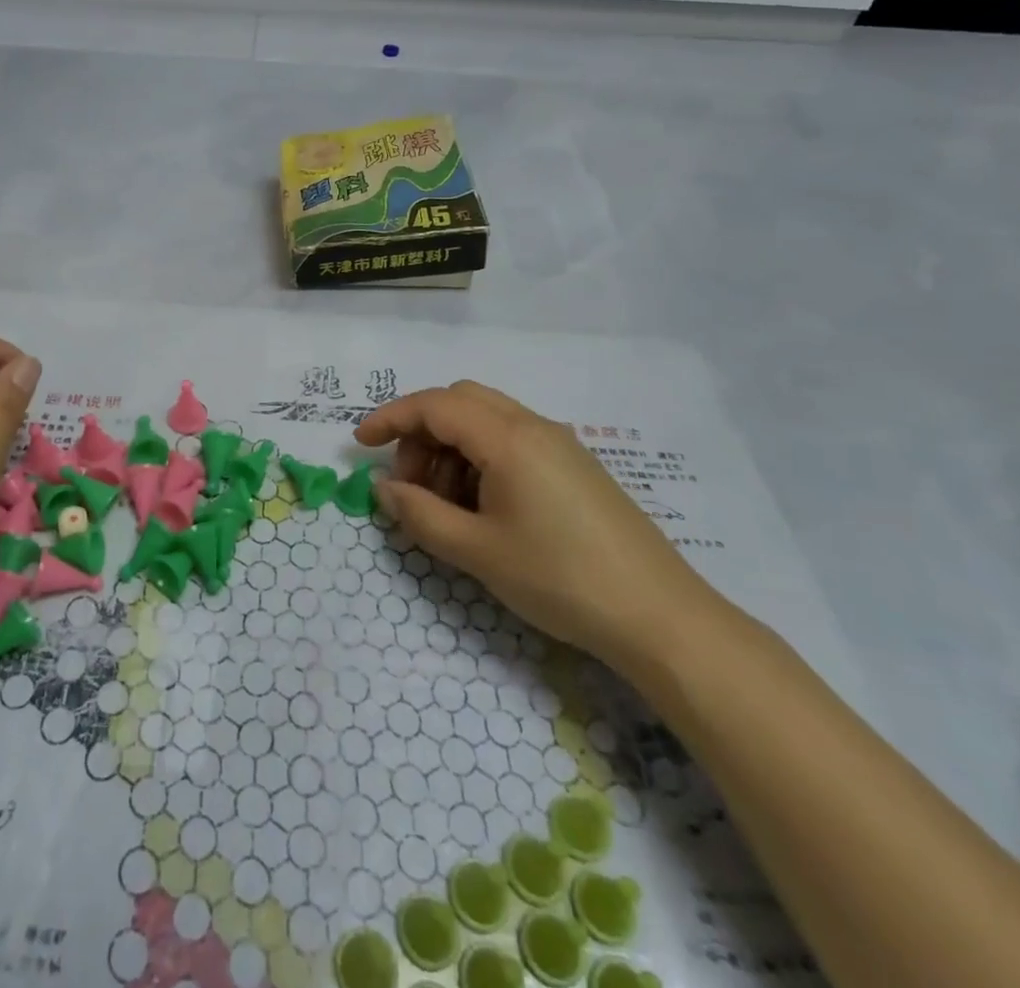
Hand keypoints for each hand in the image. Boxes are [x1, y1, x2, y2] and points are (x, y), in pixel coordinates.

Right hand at [356, 382, 718, 669]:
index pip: (434, 406)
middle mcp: (534, 427)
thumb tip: (383, 487)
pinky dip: (480, 459)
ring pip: (487, 421)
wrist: (659, 617)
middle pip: (461, 402)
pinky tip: (483, 508)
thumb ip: (419, 514)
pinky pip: (513, 442)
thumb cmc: (560, 579)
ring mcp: (560, 445)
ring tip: (445, 505)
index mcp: (508, 438)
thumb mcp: (477, 551)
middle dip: (422, 432)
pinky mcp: (575, 467)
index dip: (390, 418)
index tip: (360, 443)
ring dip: (451, 448)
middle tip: (409, 482)